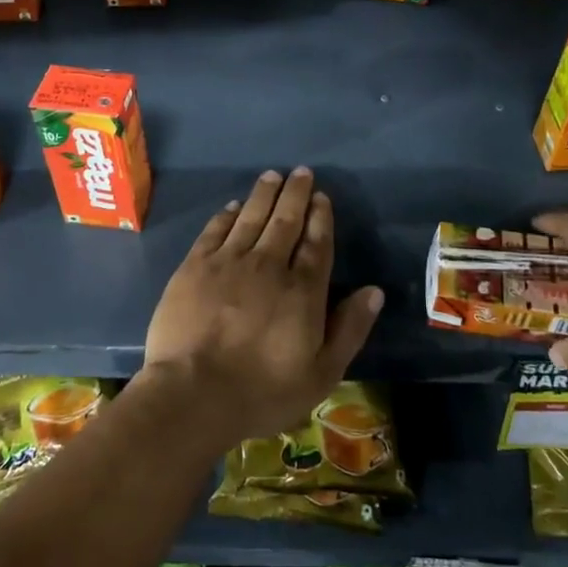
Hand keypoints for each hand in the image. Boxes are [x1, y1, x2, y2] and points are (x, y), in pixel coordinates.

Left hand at [140, 167, 382, 447]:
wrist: (193, 393)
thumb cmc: (263, 391)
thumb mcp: (321, 373)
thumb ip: (349, 329)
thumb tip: (374, 291)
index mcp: (302, 290)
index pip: (317, 243)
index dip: (321, 217)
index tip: (322, 197)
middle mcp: (268, 265)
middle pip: (285, 220)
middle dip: (296, 194)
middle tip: (301, 172)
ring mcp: (228, 262)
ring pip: (251, 217)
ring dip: (264, 194)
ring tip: (272, 175)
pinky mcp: (194, 267)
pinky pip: (215, 231)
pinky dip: (227, 215)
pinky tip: (233, 206)